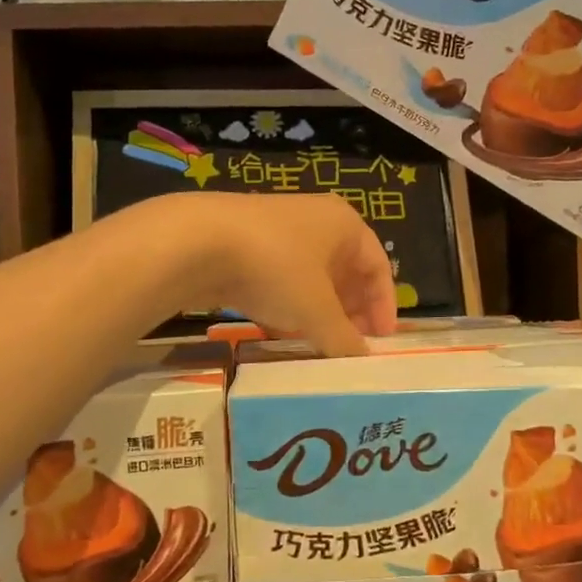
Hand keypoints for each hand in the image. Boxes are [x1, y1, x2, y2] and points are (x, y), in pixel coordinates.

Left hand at [160, 192, 398, 355]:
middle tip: (350, 345)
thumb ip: (343, 338)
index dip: (384, 305)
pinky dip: (286, 307)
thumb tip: (361, 361)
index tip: (381, 340)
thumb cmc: (276, 268)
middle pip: (344, 271)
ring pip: (309, 278)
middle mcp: (315, 221)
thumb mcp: (316, 310)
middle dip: (350, 311)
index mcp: (344, 224)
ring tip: (317, 346)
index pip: (378, 265)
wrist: (198, 243)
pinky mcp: (246, 247)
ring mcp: (278, 232)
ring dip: (317, 312)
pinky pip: (279, 281)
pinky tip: (280, 334)